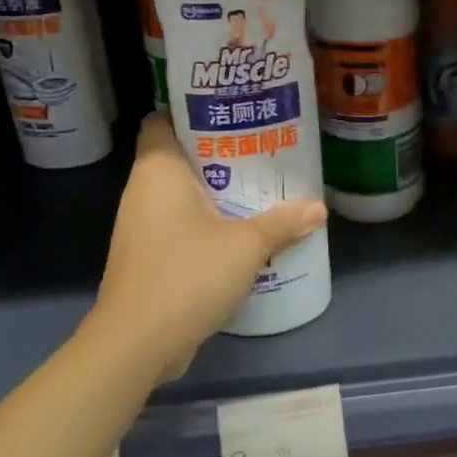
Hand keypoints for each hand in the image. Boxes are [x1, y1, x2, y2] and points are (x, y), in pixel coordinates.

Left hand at [88, 115, 326, 370]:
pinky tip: (241, 232)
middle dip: (220, 154)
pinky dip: (207, 223)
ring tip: (260, 187)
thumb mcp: (247, 245)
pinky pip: (180, 226)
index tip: (233, 113)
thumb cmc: (187, 274)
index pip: (163, 121)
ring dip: (217, 192)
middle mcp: (143, 192)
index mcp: (159, 171)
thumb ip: (283, 222)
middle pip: (180, 158)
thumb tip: (319, 208)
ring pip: (182, 195)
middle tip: (263, 149)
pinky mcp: (147, 258)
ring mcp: (141, 228)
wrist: (136, 344)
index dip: (193, 112)